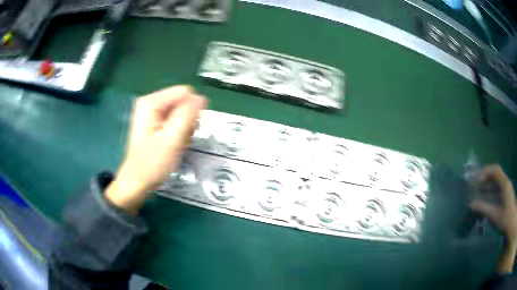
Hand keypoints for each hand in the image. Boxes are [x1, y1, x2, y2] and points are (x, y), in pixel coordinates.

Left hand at [106, 86, 206, 214]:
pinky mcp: (155, 123)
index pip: (185, 93)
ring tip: (178, 144)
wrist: (137, 182)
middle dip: (188, 121)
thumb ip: (187, 115)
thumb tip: (201, 98)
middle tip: (183, 139)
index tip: (189, 130)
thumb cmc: (152, 163)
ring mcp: (153, 114)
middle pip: (183, 102)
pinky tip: (175, 145)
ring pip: (181, 113)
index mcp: (152, 102)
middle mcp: (151, 103)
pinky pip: (176, 121)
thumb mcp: (172, 139)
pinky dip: (179, 133)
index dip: (192, 110)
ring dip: (185, 129)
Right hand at [470, 164, 516, 272]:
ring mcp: (506, 189)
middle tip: (474, 186)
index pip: (495, 170)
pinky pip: (497, 189)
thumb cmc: (506, 219)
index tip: (477, 180)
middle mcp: (505, 183)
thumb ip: (484, 209)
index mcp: (504, 184)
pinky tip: (485, 199)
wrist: (511, 222)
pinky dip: (490, 192)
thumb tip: (471, 204)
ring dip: (487, 186)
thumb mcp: (495, 216)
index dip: (486, 171)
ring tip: (477, 193)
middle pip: (495, 175)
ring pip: (496, 183)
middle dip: (485, 179)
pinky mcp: (505, 195)